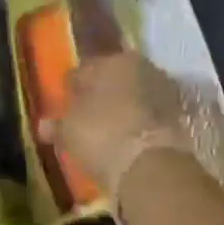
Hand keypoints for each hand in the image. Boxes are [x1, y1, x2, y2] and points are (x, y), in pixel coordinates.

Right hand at [38, 51, 194, 205]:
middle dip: (100, 97)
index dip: (72, 89)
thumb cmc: (101, 135)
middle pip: (113, 81)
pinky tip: (126, 143)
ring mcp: (164, 92)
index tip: (65, 105)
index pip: (84, 70)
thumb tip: (44, 125)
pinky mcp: (179, 118)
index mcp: (113, 59)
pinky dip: (138, 127)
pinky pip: (148, 119)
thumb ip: (56, 125)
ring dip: (121, 112)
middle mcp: (143, 68)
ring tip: (106, 135)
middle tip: (85, 119)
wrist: (151, 165)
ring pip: (134, 99)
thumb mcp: (69, 130)